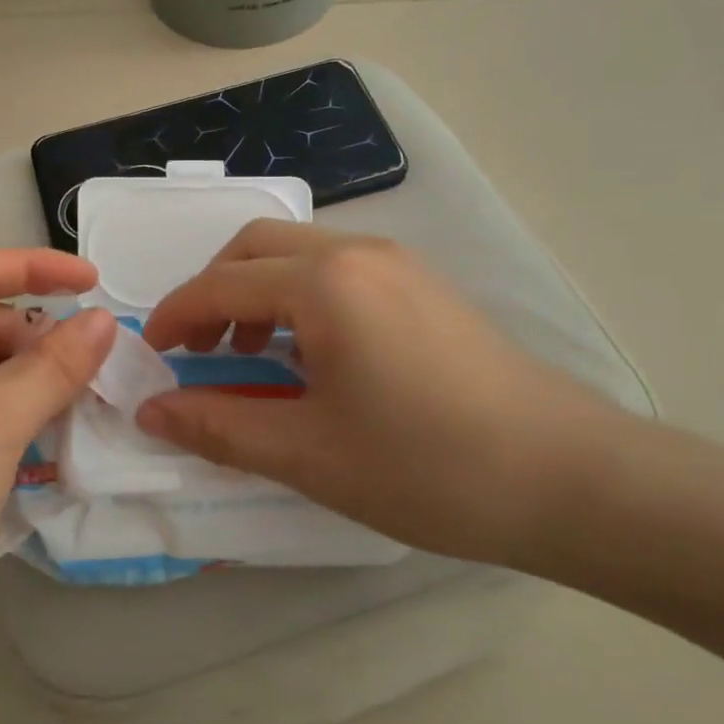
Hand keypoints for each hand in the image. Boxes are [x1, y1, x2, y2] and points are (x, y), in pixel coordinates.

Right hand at [137, 222, 629, 567]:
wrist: (572, 478)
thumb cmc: (428, 467)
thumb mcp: (308, 453)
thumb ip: (219, 426)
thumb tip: (152, 411)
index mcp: (324, 283)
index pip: (221, 284)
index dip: (175, 316)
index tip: (153, 355)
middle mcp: (357, 252)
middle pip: (255, 245)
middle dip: (213, 290)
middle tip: (202, 348)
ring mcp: (398, 262)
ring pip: (298, 251)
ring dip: (258, 290)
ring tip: (255, 354)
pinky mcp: (425, 284)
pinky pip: (338, 268)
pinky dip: (300, 295)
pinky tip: (314, 353)